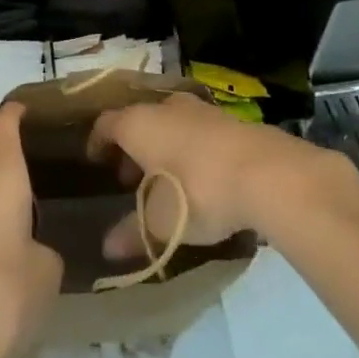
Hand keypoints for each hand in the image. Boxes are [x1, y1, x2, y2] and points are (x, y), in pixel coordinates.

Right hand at [86, 93, 358, 259]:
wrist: (264, 172)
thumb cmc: (197, 191)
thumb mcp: (160, 223)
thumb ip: (132, 233)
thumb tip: (107, 249)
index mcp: (138, 123)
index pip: (106, 123)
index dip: (97, 141)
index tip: (94, 160)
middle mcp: (165, 107)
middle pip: (139, 121)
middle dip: (132, 147)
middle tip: (128, 178)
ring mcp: (199, 110)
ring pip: (170, 123)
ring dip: (162, 147)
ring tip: (164, 181)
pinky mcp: (228, 120)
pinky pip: (197, 131)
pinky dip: (189, 149)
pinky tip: (199, 177)